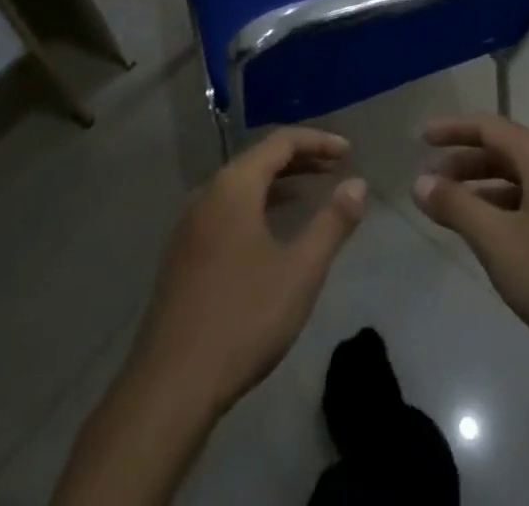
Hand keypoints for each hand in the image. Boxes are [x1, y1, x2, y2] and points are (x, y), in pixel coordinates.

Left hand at [130, 128, 366, 416]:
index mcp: (234, 187)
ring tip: (312, 193)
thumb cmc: (243, 319)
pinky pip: (227, 210)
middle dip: (300, 159)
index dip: (318, 142)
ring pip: (241, 186)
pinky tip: (273, 231)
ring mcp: (190, 225)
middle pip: (259, 159)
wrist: (171, 386)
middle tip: (337, 167)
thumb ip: (332, 223)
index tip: (349, 152)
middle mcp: (208, 194)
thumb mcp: (300, 271)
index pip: (281, 142)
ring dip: (279, 183)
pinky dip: (257, 205)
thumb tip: (358, 184)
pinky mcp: (183, 254)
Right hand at [412, 115, 528, 377]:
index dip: (452, 129)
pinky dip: (501, 210)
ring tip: (449, 209)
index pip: (488, 126)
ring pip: (516, 180)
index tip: (420, 138)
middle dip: (463, 160)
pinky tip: (488, 238)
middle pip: (502, 150)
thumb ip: (457, 207)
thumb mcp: (499, 242)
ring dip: (481, 188)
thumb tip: (420, 180)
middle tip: (429, 179)